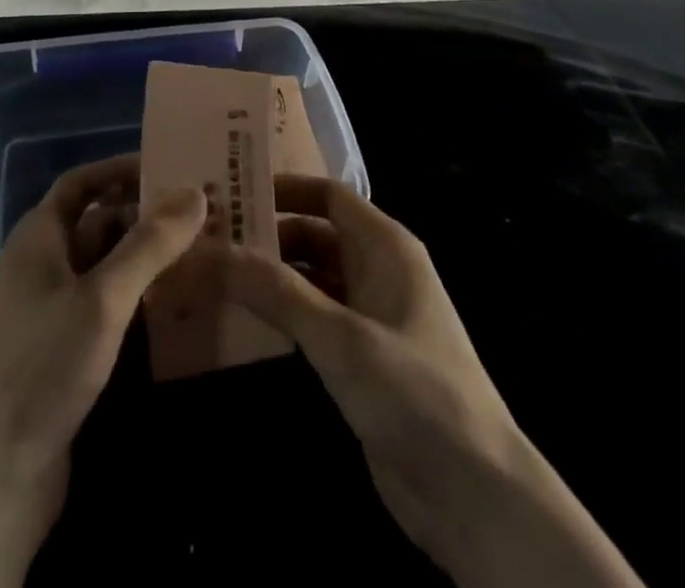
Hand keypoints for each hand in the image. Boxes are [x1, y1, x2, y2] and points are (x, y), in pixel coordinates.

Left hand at [0, 155, 204, 510]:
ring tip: (201, 251)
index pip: (81, 183)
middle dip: (145, 215)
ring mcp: (52, 308)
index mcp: (39, 237)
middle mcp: (43, 263)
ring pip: (106, 265)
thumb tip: (195, 192)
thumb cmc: (45, 366)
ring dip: (146, 257)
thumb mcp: (103, 297)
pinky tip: (176, 303)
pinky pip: (107, 304)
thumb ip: (149, 244)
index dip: (120, 169)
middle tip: (201, 213)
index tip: (169, 166)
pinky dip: (138, 295)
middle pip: (98, 222)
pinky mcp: (64, 348)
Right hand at [222, 175, 642, 587]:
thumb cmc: (415, 393)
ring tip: (212, 275)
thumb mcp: (340, 338)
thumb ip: (276, 291)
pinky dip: (282, 316)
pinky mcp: (363, 359)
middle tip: (208, 239)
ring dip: (270, 277)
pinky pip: (315, 320)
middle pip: (315, 235)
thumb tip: (210, 248)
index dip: (282, 189)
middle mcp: (379, 270)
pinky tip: (242, 323)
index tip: (230, 192)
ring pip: (312, 279)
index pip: (328, 195)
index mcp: (386, 247)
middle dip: (267, 235)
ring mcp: (372, 316)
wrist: (477, 496)